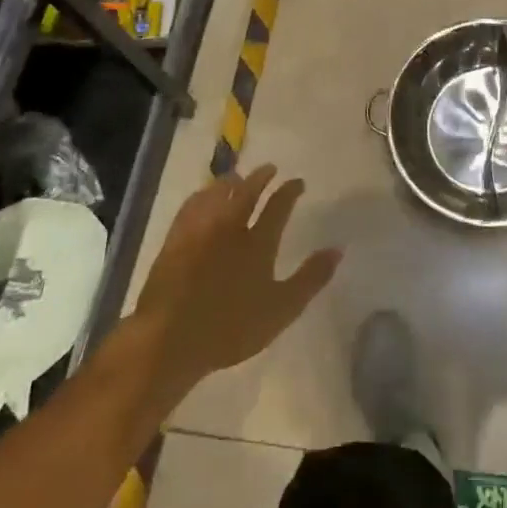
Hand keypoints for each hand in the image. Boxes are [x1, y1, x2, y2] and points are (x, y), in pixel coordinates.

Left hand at [128, 165, 341, 402]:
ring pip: (217, 194)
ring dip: (230, 181)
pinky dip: (202, 196)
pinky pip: (191, 206)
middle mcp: (230, 227)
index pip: (279, 206)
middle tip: (269, 168)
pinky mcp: (174, 241)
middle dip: (261, 177)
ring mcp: (199, 232)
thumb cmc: (230, 328)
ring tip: (237, 175)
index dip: (290, 191)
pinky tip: (202, 197)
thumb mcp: (282, 309)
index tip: (298, 181)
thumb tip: (338, 249)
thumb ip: (311, 278)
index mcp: (258, 242)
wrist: (168, 339)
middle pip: (247, 192)